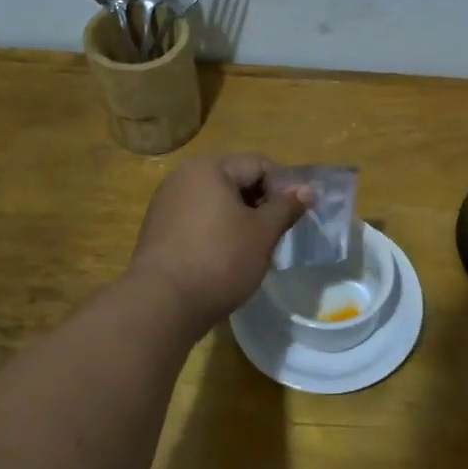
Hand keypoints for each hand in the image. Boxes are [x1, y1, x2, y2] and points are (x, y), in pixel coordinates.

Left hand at [128, 154, 312, 333]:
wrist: (162, 303)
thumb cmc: (220, 260)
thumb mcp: (263, 233)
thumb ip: (286, 207)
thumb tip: (308, 189)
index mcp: (209, 168)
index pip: (259, 165)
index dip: (284, 188)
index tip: (295, 218)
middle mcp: (183, 176)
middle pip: (235, 180)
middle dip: (261, 203)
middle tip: (277, 234)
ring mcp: (166, 202)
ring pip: (217, 201)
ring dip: (240, 218)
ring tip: (253, 248)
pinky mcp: (159, 229)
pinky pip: (198, 219)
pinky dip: (217, 231)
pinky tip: (225, 257)